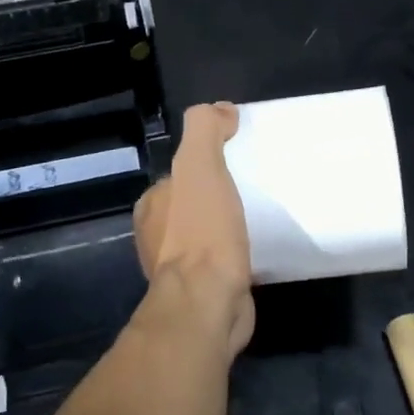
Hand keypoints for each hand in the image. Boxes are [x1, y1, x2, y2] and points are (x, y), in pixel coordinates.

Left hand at [133, 102, 254, 355]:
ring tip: (261, 217)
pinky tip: (258, 249)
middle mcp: (157, 236)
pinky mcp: (203, 291)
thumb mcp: (200, 167)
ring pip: (206, 235)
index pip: (180, 174)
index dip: (206, 163)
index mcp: (153, 206)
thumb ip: (204, 130)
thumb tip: (221, 110)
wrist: (208, 304)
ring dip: (227, 227)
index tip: (239, 160)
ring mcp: (179, 268)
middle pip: (193, 204)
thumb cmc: (202, 234)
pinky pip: (221, 262)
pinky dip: (236, 253)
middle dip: (218, 196)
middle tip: (256, 188)